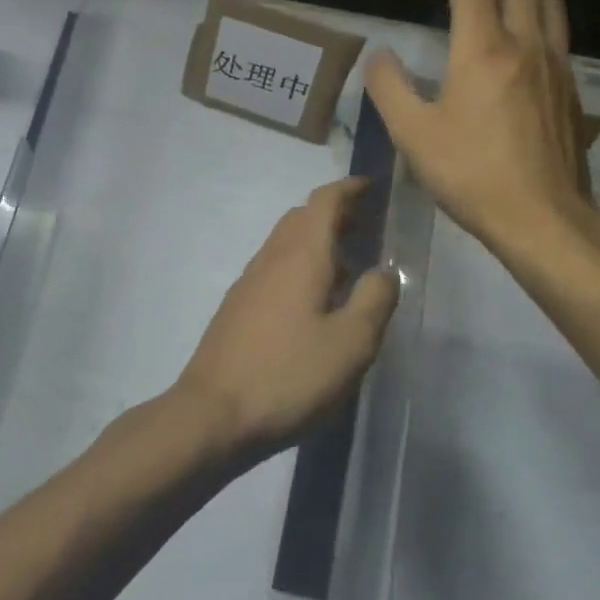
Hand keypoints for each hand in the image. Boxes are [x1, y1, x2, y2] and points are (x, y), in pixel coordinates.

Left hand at [174, 178, 399, 458]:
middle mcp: (271, 257)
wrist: (213, 414)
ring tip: (347, 265)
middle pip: (301, 217)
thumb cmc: (289, 375)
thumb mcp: (351, 343)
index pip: (324, 201)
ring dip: (316, 241)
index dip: (348, 188)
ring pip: (286, 243)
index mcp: (301, 255)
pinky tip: (314, 302)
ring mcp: (249, 282)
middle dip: (333, 214)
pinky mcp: (238, 307)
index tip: (371, 186)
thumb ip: (374, 300)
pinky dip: (300, 265)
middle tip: (365, 225)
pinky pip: (274, 268)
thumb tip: (385, 270)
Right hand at [365, 0, 595, 259]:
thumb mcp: (411, 134)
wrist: (543, 219)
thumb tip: (379, 55)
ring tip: (490, 4)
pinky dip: (533, 20)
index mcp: (484, 49)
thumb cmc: (471, 175)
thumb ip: (388, 86)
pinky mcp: (572, 88)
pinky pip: (557, 33)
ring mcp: (556, 65)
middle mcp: (526, 44)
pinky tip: (514, 51)